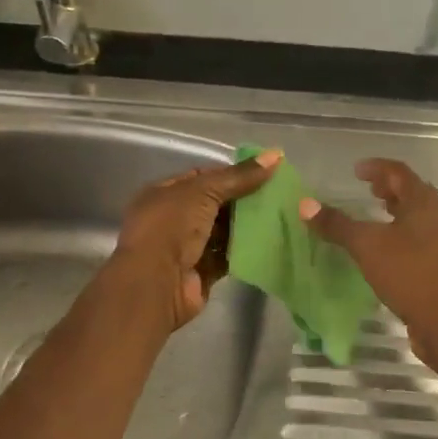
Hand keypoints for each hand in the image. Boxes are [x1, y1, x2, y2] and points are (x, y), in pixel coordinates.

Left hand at [111, 149, 282, 329]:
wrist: (156, 283)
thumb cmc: (171, 228)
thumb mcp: (203, 192)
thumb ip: (239, 176)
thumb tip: (276, 155)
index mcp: (164, 193)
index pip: (201, 177)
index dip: (231, 174)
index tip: (263, 173)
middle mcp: (173, 219)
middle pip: (215, 205)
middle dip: (243, 200)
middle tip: (278, 195)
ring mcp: (186, 247)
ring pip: (223, 232)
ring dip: (247, 226)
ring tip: (280, 215)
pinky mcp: (202, 272)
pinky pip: (227, 256)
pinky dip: (245, 250)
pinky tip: (270, 241)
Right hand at [298, 158, 437, 368]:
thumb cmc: (408, 274)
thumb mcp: (366, 246)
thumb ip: (337, 224)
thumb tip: (305, 204)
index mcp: (422, 203)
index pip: (399, 172)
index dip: (377, 167)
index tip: (356, 170)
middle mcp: (435, 217)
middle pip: (412, 192)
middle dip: (388, 187)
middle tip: (366, 188)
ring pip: (415, 215)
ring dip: (395, 209)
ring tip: (373, 213)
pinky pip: (416, 237)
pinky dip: (398, 232)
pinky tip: (383, 248)